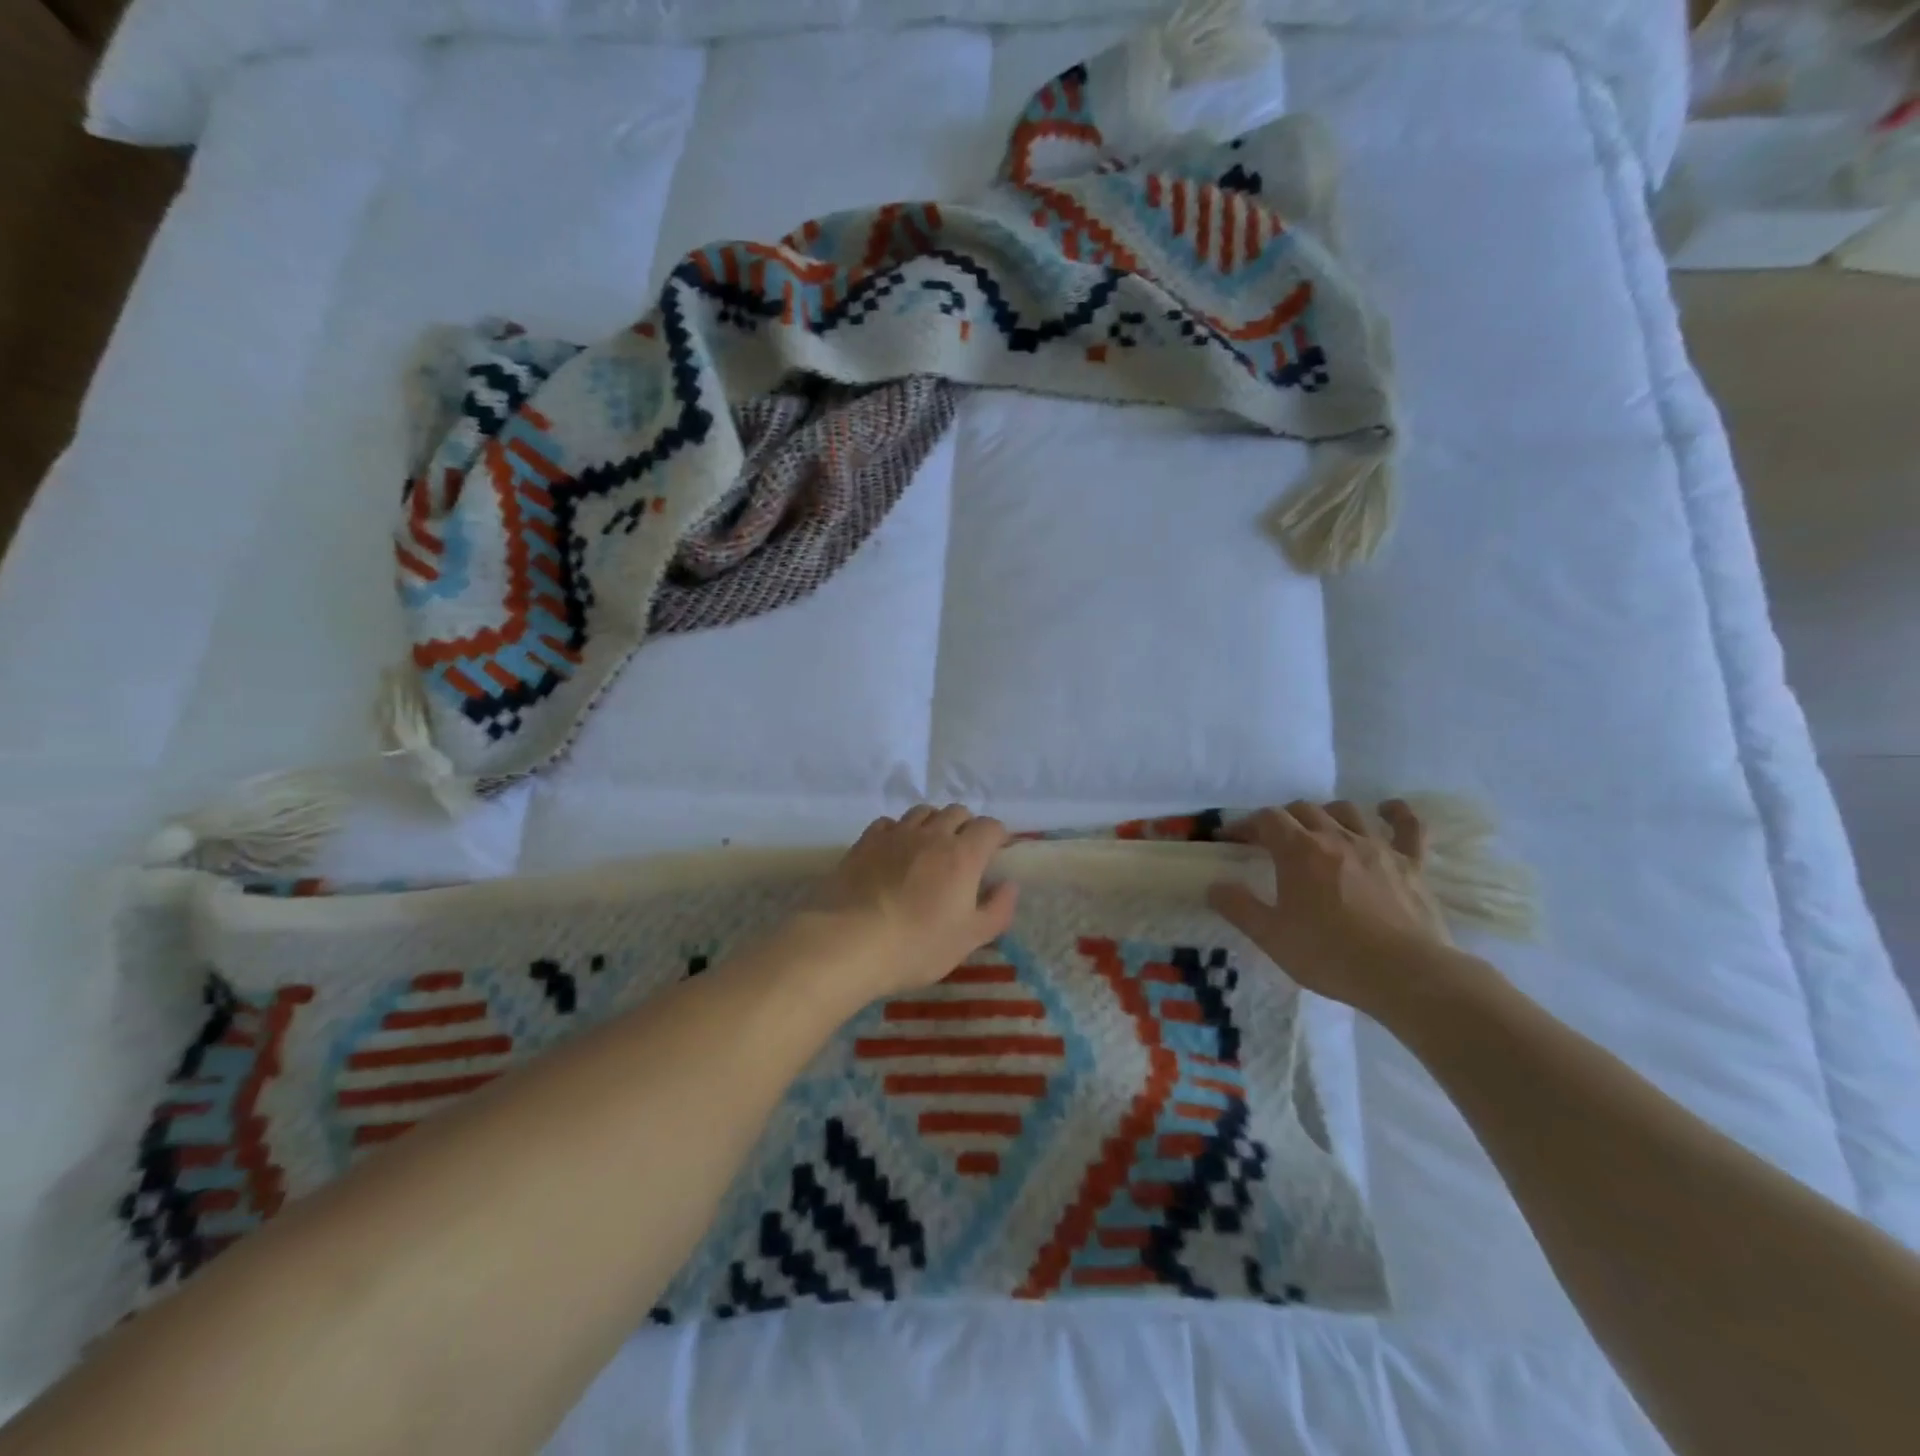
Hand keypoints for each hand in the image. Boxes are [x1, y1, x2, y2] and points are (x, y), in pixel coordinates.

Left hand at [792, 805, 1019, 1001]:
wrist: (847, 943)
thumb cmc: (916, 945)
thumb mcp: (968, 939)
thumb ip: (997, 910)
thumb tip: (1010, 885)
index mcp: (963, 855)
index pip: (990, 827)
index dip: (998, 836)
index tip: (996, 854)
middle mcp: (931, 834)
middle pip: (957, 812)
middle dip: (967, 826)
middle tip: (964, 854)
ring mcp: (895, 834)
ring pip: (922, 812)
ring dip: (933, 823)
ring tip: (930, 848)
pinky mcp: (865, 842)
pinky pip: (889, 823)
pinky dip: (899, 830)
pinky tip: (894, 851)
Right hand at [1207, 800, 1450, 1011]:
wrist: (1405, 975)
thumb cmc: (1330, 955)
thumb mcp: (1271, 936)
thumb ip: (1239, 907)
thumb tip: (1215, 886)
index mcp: (1299, 851)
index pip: (1266, 819)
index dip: (1244, 824)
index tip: (1230, 839)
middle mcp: (1336, 837)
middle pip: (1303, 809)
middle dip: (1282, 819)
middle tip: (1271, 841)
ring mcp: (1377, 848)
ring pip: (1347, 811)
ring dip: (1326, 813)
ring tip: (1318, 830)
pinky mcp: (1412, 864)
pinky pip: (1408, 827)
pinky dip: (1396, 813)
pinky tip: (1386, 809)